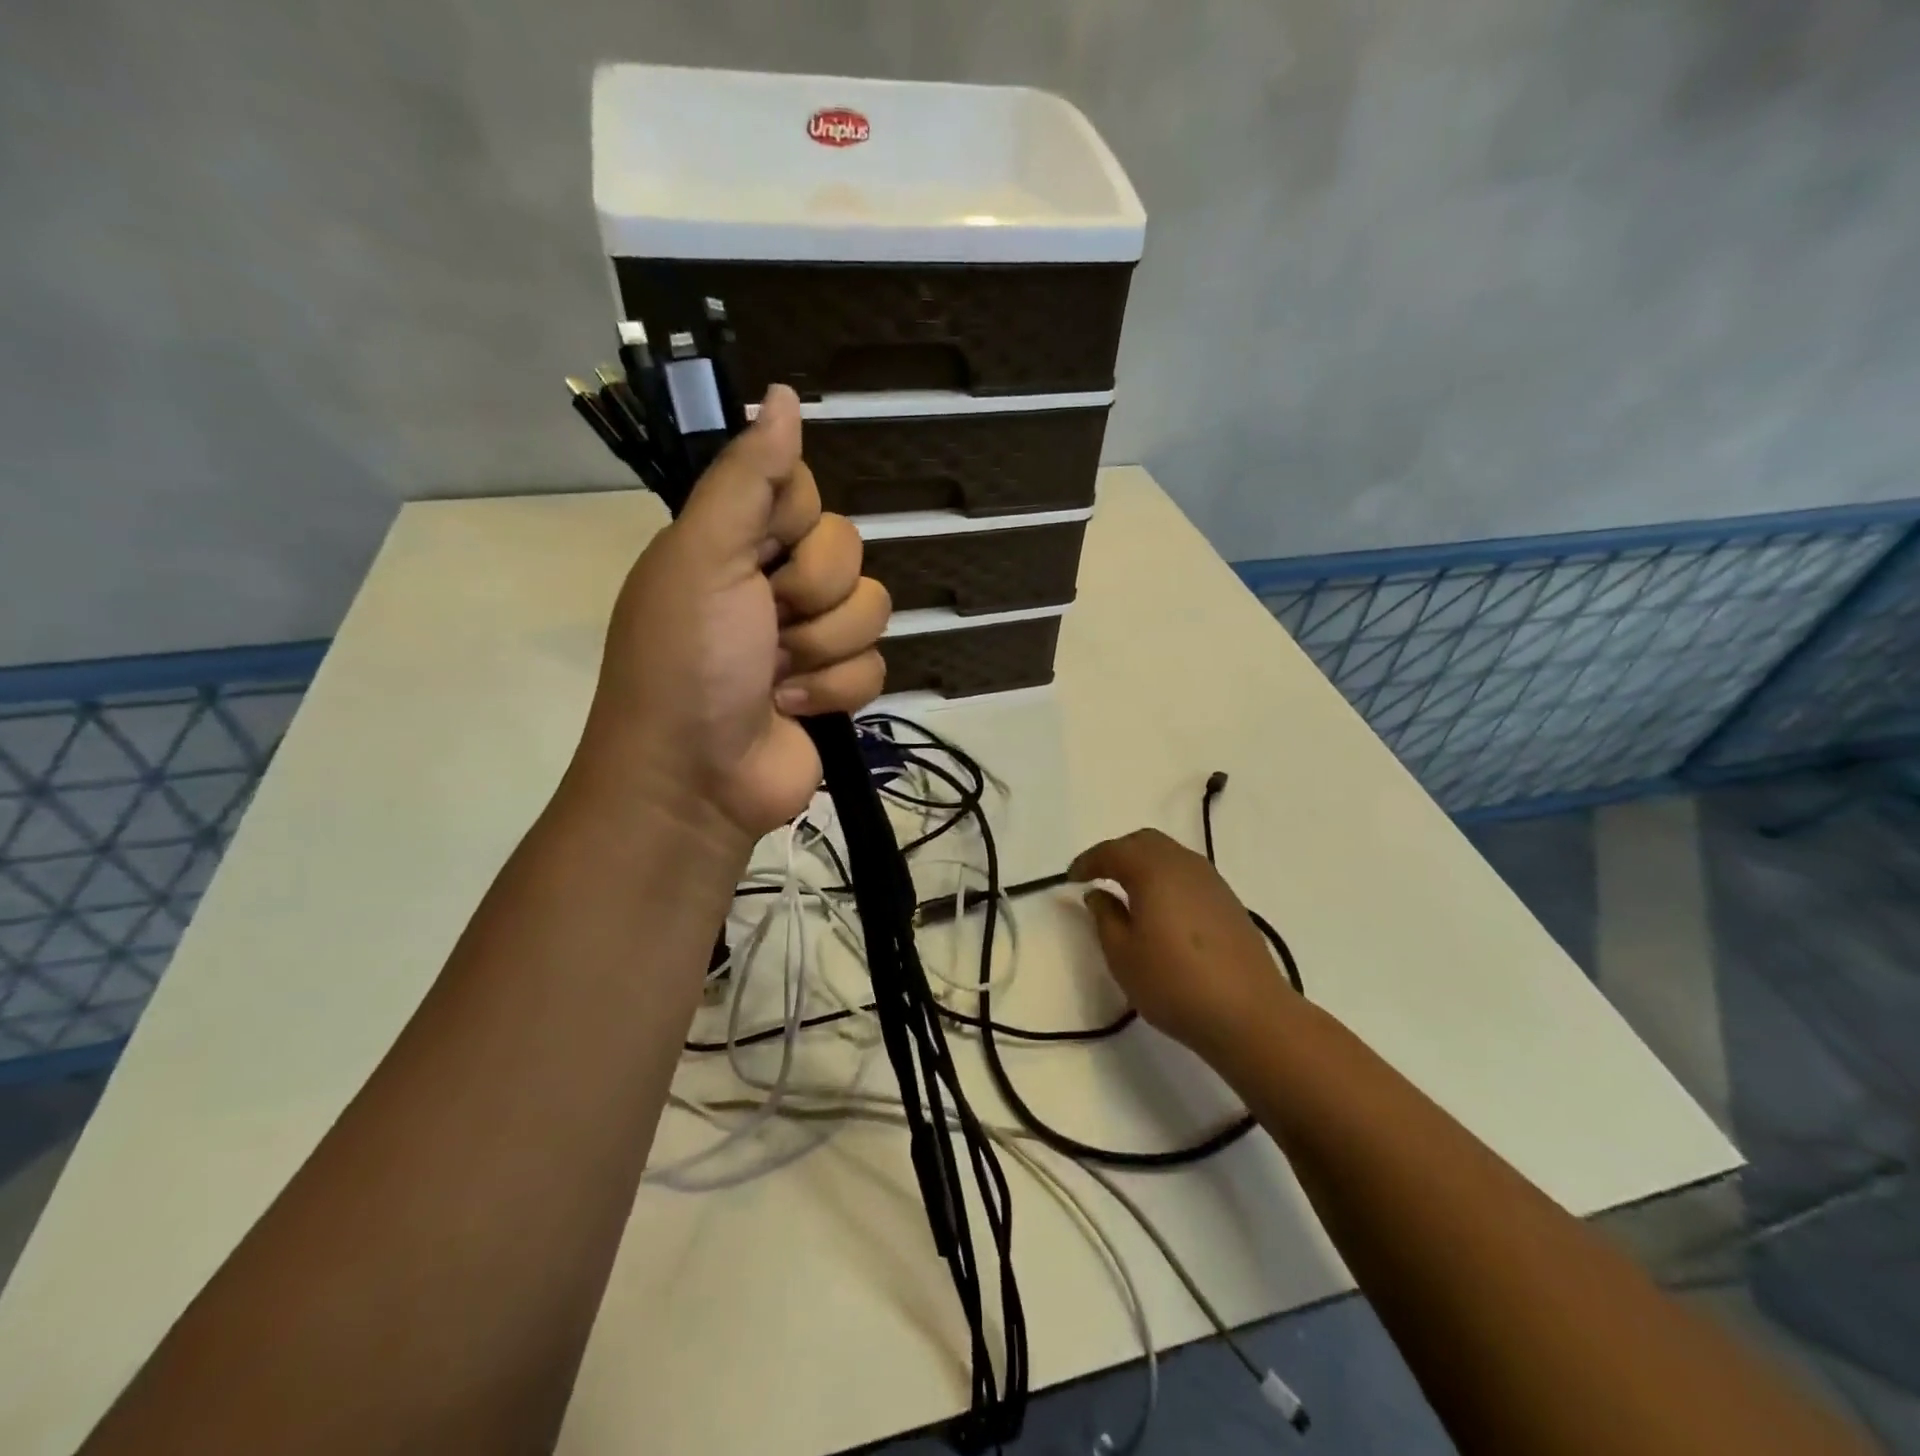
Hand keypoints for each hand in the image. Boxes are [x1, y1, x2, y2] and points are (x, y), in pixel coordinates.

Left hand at [577, 386, 889, 844]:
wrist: (696, 779)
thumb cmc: (688, 662)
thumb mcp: (703, 557)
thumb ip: (746, 479)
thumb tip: (782, 394)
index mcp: (735, 542)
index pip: (803, 493)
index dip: (795, 521)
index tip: (764, 551)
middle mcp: (774, 583)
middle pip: (848, 550)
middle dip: (812, 594)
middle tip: (768, 623)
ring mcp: (809, 640)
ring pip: (871, 609)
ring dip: (824, 649)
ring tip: (777, 677)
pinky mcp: (837, 688)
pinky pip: (876, 665)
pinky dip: (835, 691)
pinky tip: (795, 709)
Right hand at [1069, 828, 1294, 1063]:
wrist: (1249, 1014)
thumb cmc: (1174, 984)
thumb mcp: (1122, 955)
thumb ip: (1105, 917)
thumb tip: (1099, 893)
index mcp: (1153, 871)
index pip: (1113, 851)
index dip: (1088, 861)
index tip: (1071, 878)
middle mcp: (1184, 865)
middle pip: (1145, 842)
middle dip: (1117, 854)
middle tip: (1097, 876)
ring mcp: (1212, 881)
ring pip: (1169, 855)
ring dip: (1143, 864)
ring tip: (1126, 891)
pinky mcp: (1228, 901)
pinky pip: (1187, 874)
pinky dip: (1165, 878)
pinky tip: (1160, 908)